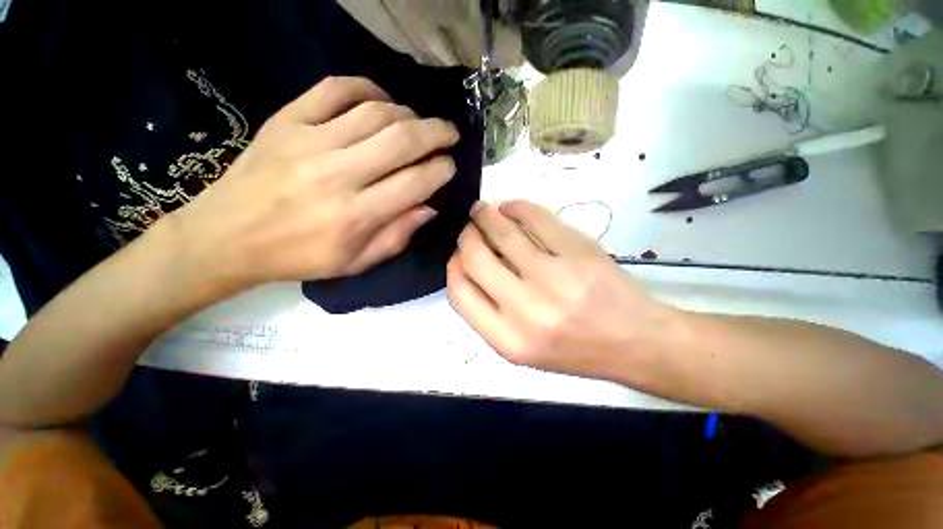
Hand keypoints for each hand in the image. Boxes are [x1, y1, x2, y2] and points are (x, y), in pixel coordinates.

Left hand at [171, 77, 458, 287]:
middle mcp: (338, 174)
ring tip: (420, 123)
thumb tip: (429, 207)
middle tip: (450, 133)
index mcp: (356, 215)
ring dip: (409, 114)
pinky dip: (366, 88)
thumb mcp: (356, 262)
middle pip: (402, 140)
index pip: (415, 182)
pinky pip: (334, 89)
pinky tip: (381, 100)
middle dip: (437, 133)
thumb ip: (397, 235)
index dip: (441, 170)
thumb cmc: (298, 257)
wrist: (226, 236)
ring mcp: (310, 141)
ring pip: (376, 113)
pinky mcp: (287, 120)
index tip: (450, 166)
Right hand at [447, 201, 675, 381]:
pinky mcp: (578, 252)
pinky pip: (537, 219)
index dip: (453, 267)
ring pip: (503, 233)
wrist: (634, 342)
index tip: (458, 255)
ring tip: (483, 210)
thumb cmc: (575, 349)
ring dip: (486, 215)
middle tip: (470, 228)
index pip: (459, 293)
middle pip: (475, 257)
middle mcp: (525, 309)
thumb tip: (467, 266)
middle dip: (467, 237)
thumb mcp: (521, 347)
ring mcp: (553, 277)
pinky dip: (517, 207)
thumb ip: (488, 313)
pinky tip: (511, 207)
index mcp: (507, 339)